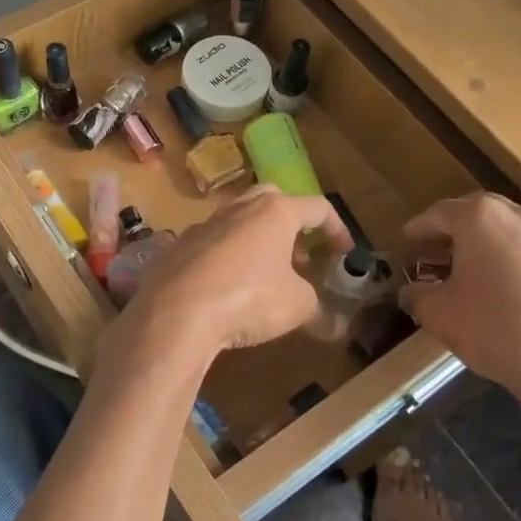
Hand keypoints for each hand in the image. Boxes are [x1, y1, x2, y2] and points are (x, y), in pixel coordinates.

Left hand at [122, 186, 352, 355]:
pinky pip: (209, 246)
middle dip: (290, 222)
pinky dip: (225, 260)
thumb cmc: (249, 299)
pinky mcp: (176, 248)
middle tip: (298, 255)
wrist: (176, 313)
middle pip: (271, 199)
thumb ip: (315, 305)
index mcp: (274, 212)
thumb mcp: (298, 306)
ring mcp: (202, 225)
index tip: (344, 253)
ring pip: (237, 221)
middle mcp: (238, 208)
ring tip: (265, 275)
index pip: (317, 207)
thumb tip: (328, 322)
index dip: (337, 228)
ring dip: (256, 241)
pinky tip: (226, 290)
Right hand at [398, 193, 520, 456]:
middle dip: (461, 230)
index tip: (409, 239)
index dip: (420, 226)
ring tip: (488, 277)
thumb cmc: (497, 332)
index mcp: (483, 220)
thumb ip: (418, 295)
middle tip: (445, 252)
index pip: (441, 212)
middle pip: (484, 214)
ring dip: (499, 248)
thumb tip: (413, 291)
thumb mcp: (439, 316)